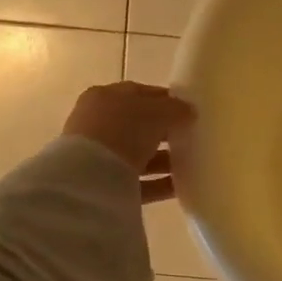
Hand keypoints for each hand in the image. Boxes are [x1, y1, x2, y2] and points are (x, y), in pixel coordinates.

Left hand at [64, 82, 194, 203]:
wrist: (90, 177)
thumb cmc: (122, 130)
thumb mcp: (156, 112)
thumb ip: (175, 109)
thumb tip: (189, 111)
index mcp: (105, 98)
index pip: (140, 94)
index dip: (165, 100)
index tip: (189, 110)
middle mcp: (98, 124)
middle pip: (139, 126)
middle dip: (165, 132)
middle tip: (191, 138)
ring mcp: (100, 155)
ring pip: (139, 155)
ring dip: (164, 160)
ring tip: (191, 164)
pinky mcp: (105, 184)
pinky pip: (138, 181)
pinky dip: (159, 183)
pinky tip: (181, 186)